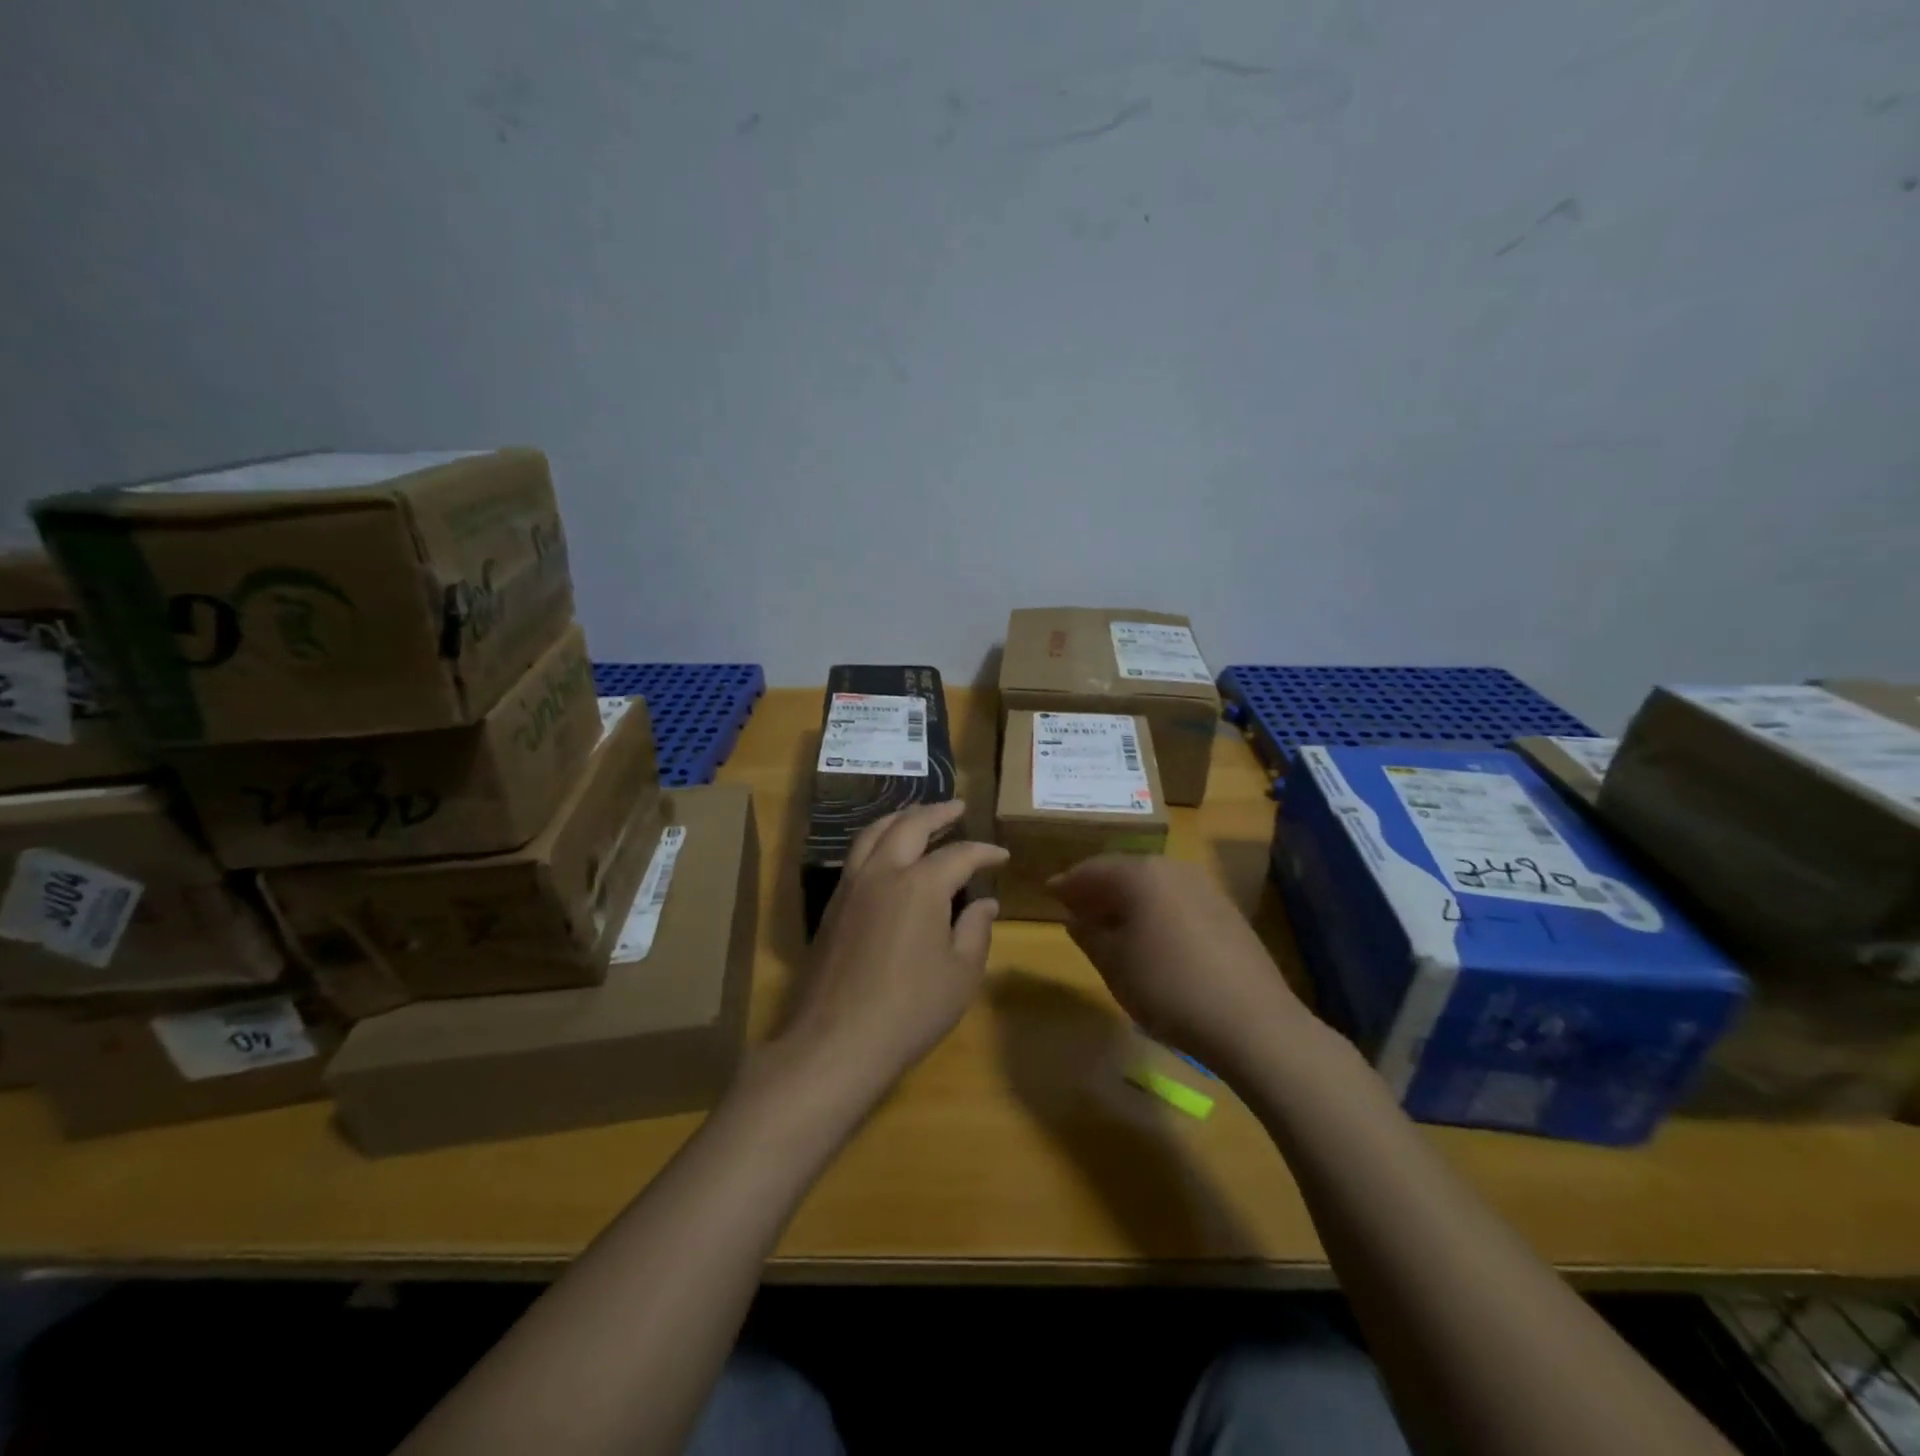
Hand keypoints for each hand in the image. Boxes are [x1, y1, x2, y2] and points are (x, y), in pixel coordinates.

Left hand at [779, 802, 1006, 1097]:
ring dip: (901, 818)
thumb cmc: (910, 1009)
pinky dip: (877, 841)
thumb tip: (985, 903)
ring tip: (917, 815)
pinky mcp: (832, 906)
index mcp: (920, 885)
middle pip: (910, 825)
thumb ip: (975, 930)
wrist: (837, 1041)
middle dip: (938, 812)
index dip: (984, 852)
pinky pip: (857, 855)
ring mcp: (852, 886)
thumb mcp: (960, 974)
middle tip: (958, 807)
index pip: (959, 855)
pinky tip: (886, 854)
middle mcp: (883, 873)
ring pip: (874, 833)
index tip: (1001, 856)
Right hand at [1050, 856, 1311, 1075]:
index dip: (1067, 883)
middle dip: (1098, 889)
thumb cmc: (1168, 987)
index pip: (1092, 869)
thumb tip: (1075, 919)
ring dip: (1128, 900)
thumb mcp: (1114, 965)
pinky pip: (1177, 901)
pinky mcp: (1227, 912)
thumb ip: (1089, 935)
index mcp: (1140, 874)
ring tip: (1110, 924)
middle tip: (1076, 908)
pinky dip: (1156, 911)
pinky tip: (1151, 937)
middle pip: (1125, 871)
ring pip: (1154, 886)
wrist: (1252, 1022)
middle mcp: (1173, 869)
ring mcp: (1205, 888)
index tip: (1048, 893)